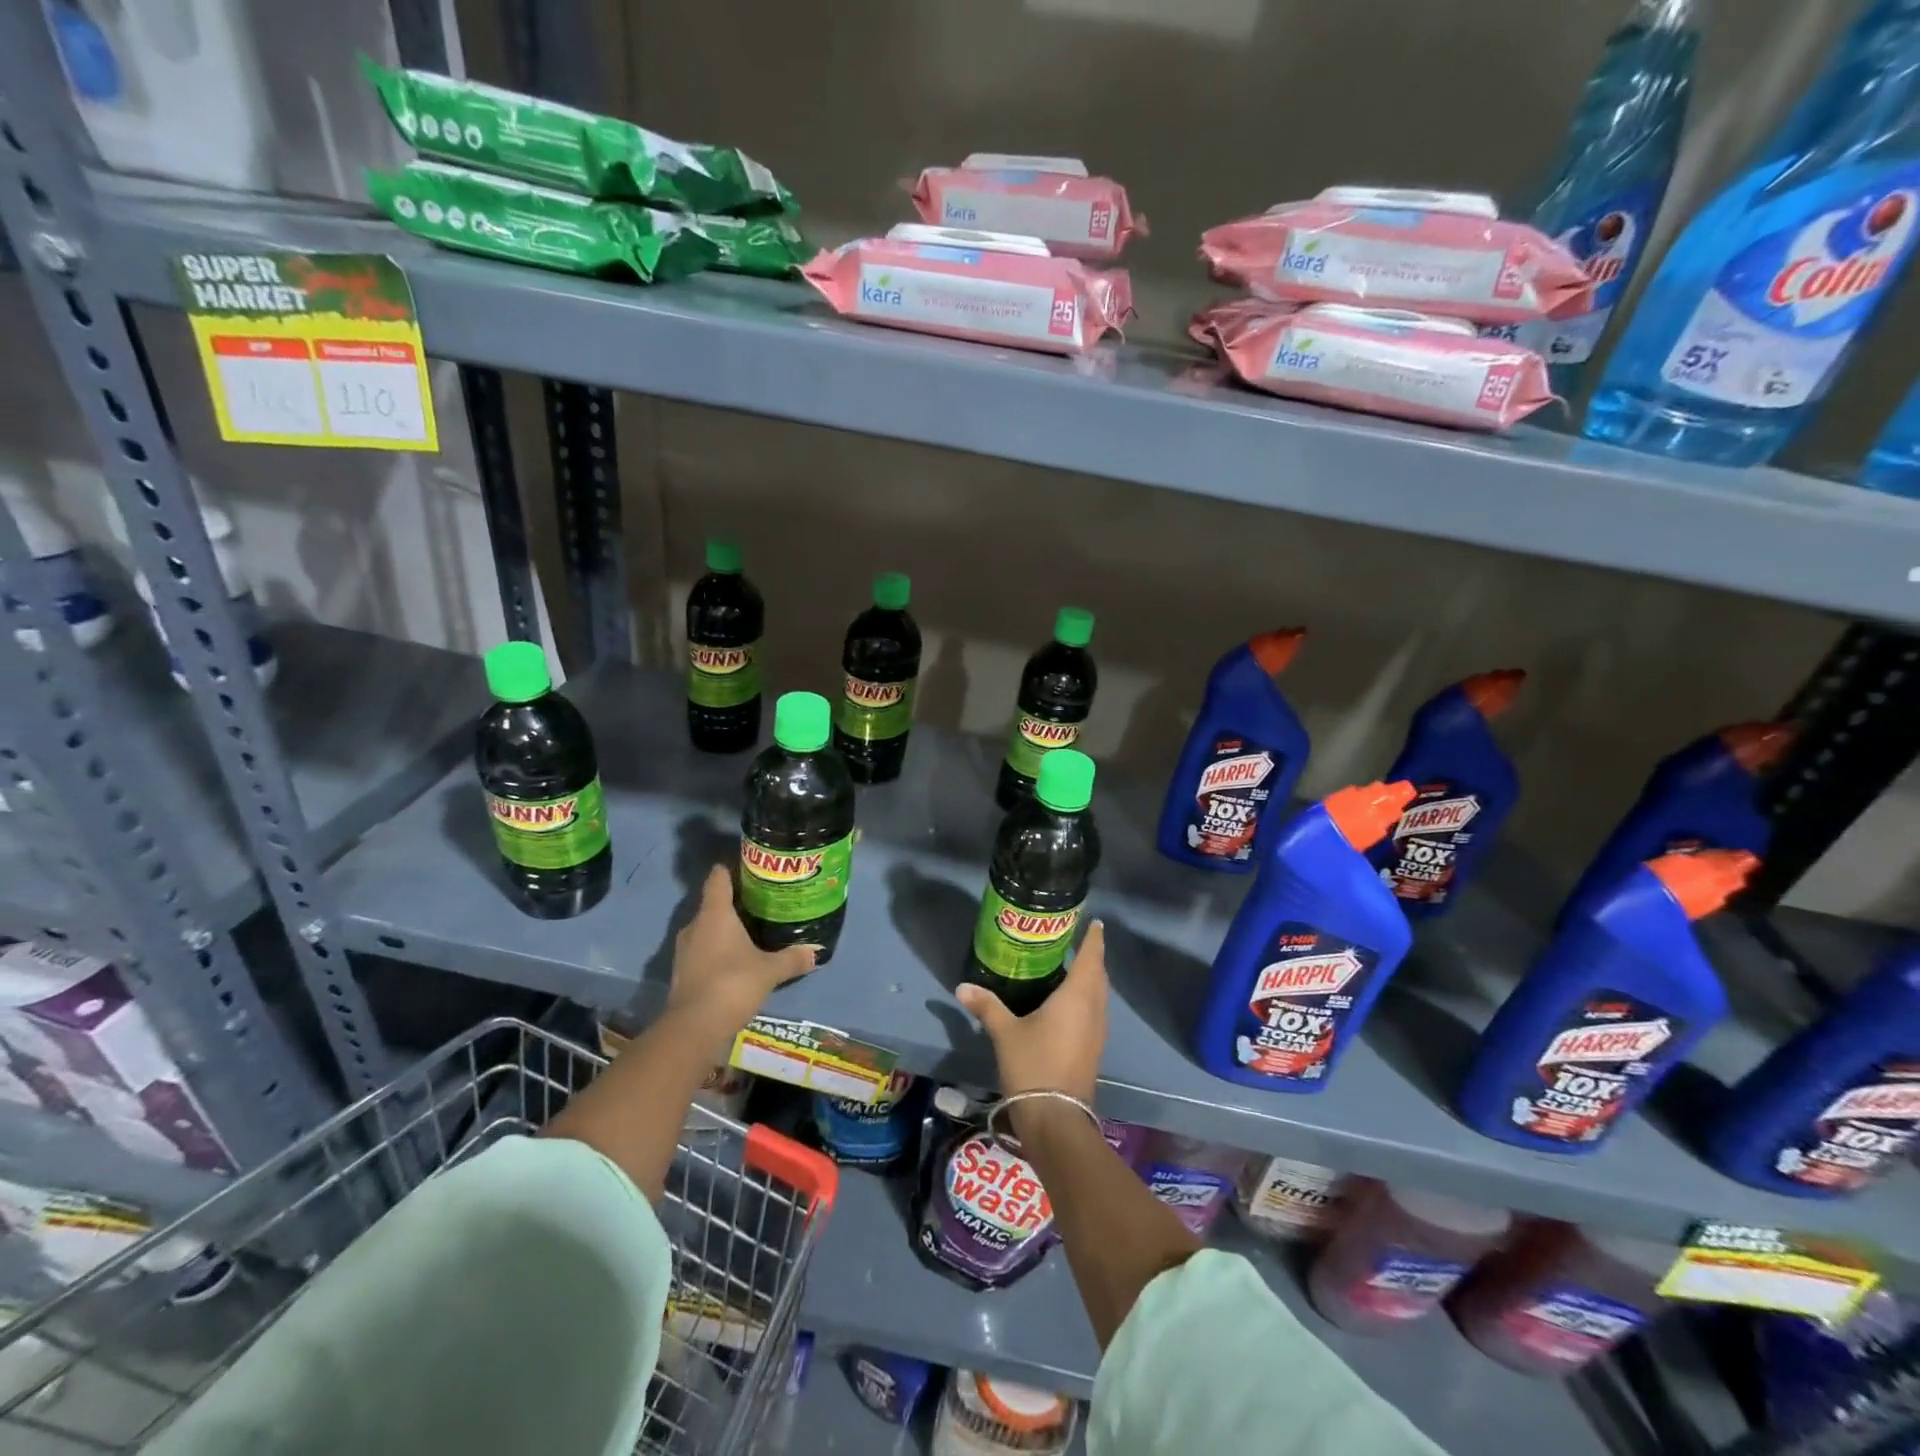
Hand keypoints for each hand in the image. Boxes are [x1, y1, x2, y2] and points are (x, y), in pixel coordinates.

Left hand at [667, 866, 815, 1052]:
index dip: (732, 868)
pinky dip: (717, 948)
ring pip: (707, 927)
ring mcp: (685, 949)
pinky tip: (737, 958)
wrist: (693, 1027)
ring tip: (752, 929)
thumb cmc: (732, 984)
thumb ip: (793, 958)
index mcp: (715, 914)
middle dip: (735, 901)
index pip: (718, 877)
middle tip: (762, 902)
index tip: (751, 868)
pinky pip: (702, 948)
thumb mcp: (770, 971)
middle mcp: (695, 925)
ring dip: (725, 927)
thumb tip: (817, 951)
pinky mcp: (682, 970)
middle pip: (713, 902)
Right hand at [956, 921, 1106, 1105]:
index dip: (1093, 938)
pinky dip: (1085, 999)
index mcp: (1078, 996)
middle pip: (1098, 975)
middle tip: (1074, 942)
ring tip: (1069, 968)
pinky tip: (1066, 1003)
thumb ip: (986, 1006)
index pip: (1091, 957)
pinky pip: (1094, 1012)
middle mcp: (1094, 1009)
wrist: (1056, 1119)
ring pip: (1098, 995)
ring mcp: (1097, 1032)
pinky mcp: (1093, 1049)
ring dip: (1090, 979)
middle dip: (1091, 957)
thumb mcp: (1005, 1032)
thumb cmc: (1034, 1065)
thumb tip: (962, 987)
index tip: (1094, 922)